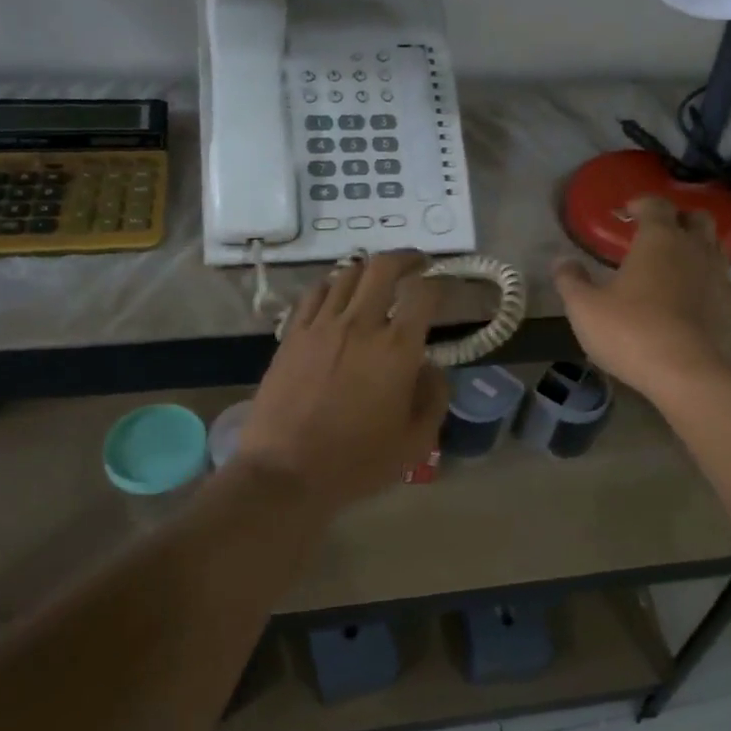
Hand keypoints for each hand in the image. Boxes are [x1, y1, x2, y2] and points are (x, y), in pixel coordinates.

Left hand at [236, 251, 448, 512]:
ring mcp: (321, 326)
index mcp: (397, 349)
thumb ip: (434, 398)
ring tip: (377, 279)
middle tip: (417, 263)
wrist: (286, 472)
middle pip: (383, 267)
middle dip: (406, 258)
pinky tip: (337, 295)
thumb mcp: (415, 442)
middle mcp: (360, 325)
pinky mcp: (292, 335)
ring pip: (347, 274)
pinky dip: (332, 285)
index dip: (440, 284)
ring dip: (369, 270)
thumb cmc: (357, 462)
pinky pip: (314, 293)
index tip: (444, 288)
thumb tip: (433, 367)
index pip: (424, 294)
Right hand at [554, 196, 730, 400]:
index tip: (627, 212)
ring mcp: (721, 277)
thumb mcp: (585, 309)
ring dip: (697, 249)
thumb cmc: (633, 333)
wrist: (693, 375)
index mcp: (659, 239)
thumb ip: (571, 281)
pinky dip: (709, 282)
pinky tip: (695, 300)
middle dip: (678, 220)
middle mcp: (695, 249)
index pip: (655, 204)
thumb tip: (561, 261)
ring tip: (676, 266)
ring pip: (715, 248)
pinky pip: (724, 282)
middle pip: (696, 218)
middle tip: (658, 234)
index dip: (641, 204)